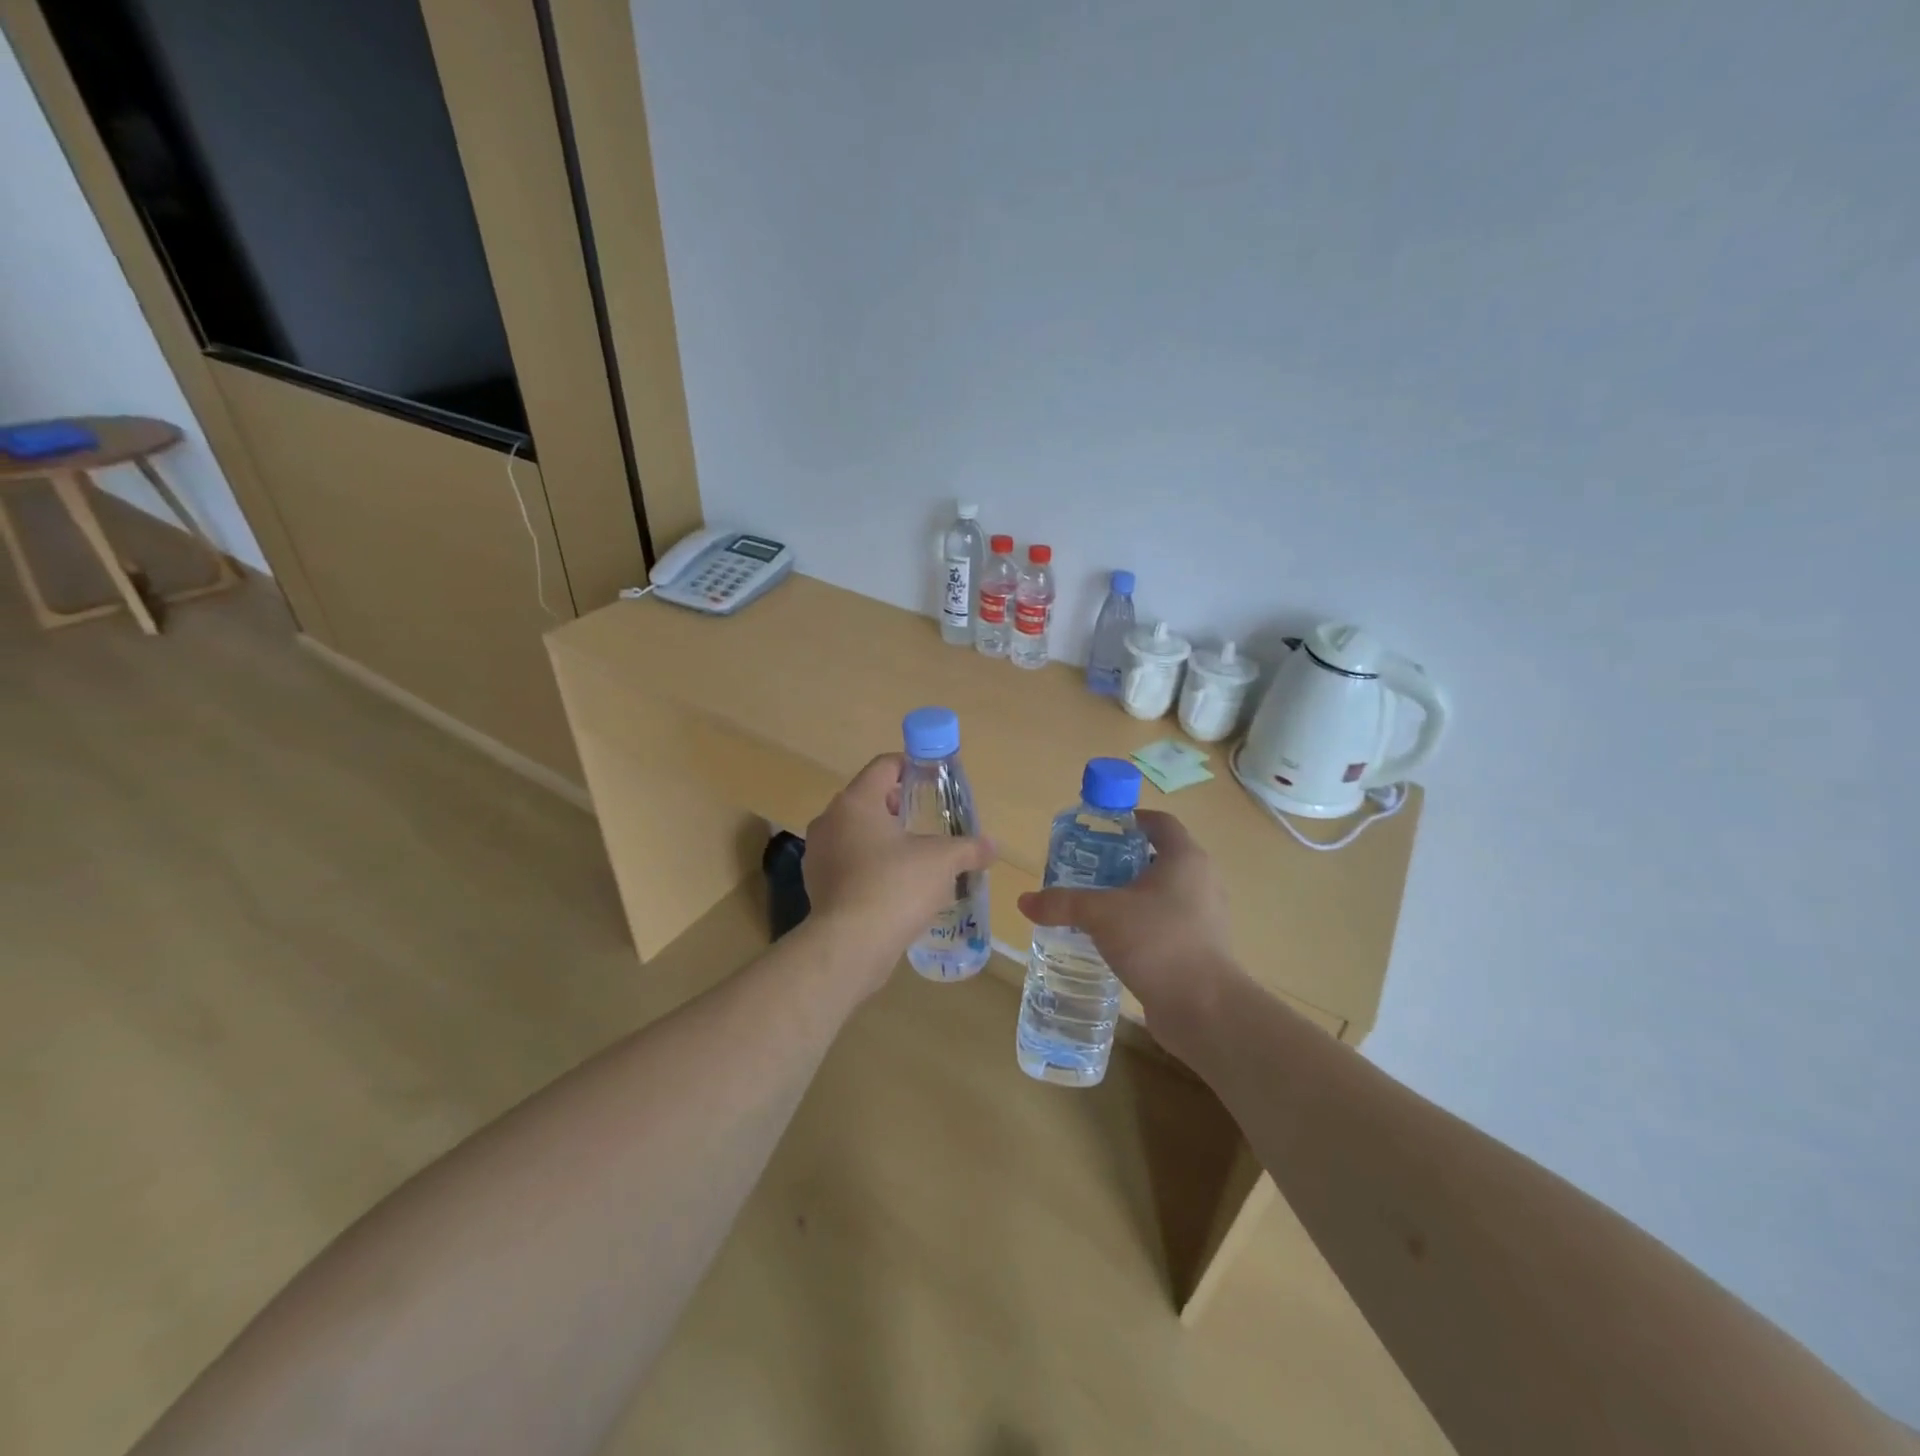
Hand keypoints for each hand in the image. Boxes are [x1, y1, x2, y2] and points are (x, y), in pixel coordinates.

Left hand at [802, 754, 995, 994]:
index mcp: (856, 802)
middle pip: (868, 799)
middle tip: (928, 821)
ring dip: (883, 839)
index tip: (933, 779)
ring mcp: (818, 854)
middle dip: (898, 806)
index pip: (884, 766)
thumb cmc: (896, 886)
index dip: (911, 766)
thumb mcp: (942, 861)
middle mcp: (830, 821)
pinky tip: (894, 886)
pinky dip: (869, 866)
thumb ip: (969, 848)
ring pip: (855, 833)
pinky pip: (848, 863)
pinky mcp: (817, 885)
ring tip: (914, 857)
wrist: (850, 945)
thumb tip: (992, 847)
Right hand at [1016, 811, 1236, 1036]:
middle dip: (1122, 861)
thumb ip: (1063, 903)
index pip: (1160, 823)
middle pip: (1159, 857)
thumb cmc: (1157, 941)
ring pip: (1162, 894)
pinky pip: (1166, 924)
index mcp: (1185, 858)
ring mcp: (1204, 917)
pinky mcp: (1200, 948)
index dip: (1130, 820)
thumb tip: (1024, 901)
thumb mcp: (1102, 915)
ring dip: (1131, 896)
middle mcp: (1201, 880)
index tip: (1099, 830)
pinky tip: (1112, 939)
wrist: (1204, 1009)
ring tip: (1094, 904)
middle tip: (1087, 868)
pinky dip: (1141, 924)